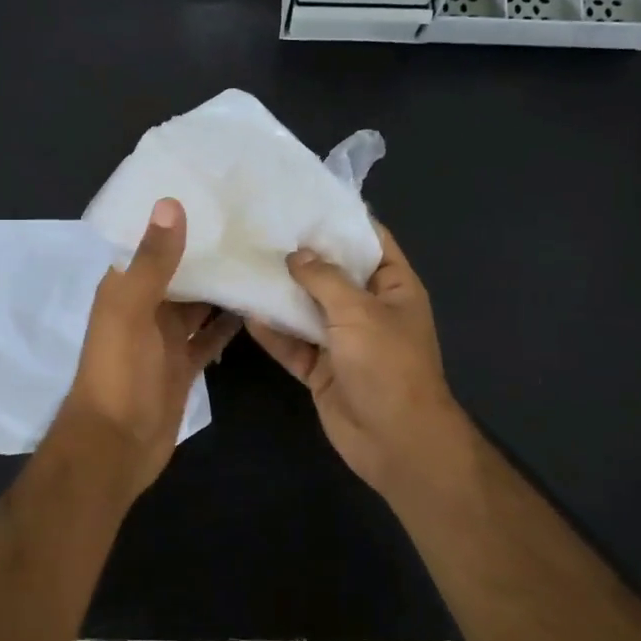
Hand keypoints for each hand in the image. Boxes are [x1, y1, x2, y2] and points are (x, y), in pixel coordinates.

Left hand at [57, 198, 241, 497]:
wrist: (116, 446)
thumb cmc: (118, 372)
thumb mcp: (131, 310)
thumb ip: (152, 260)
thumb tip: (170, 203)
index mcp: (125, 287)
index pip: (150, 242)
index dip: (176, 219)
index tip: (214, 192)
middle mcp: (145, 306)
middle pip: (180, 271)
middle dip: (209, 250)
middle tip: (254, 221)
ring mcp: (166, 337)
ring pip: (199, 302)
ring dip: (224, 284)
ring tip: (263, 255)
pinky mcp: (185, 363)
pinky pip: (211, 336)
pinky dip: (230, 323)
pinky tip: (260, 304)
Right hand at [247, 221, 472, 497]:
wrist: (395, 441)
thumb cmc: (388, 365)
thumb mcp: (359, 312)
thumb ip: (325, 278)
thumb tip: (297, 254)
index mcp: (393, 287)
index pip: (369, 241)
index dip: (341, 219)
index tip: (305, 199)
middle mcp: (368, 309)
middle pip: (333, 273)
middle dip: (301, 254)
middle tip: (262, 227)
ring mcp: (343, 340)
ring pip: (307, 308)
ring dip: (281, 292)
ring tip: (245, 262)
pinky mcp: (320, 368)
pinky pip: (293, 343)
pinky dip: (273, 331)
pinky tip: (245, 310)